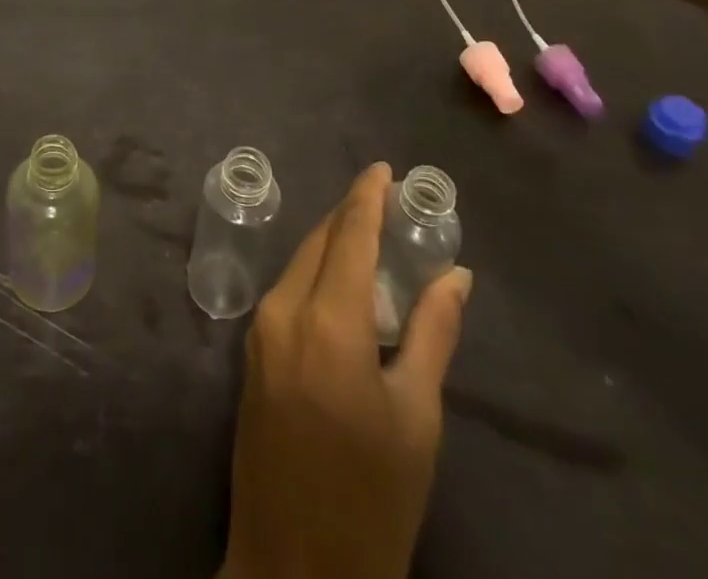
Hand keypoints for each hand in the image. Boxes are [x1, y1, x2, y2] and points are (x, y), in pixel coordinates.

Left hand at [222, 164, 471, 578]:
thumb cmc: (371, 497)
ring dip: (333, 244)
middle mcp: (282, 310)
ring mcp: (260, 331)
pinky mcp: (252, 353)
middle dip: (351, 216)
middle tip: (386, 201)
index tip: (383, 168)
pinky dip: (316, 274)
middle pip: (319, 242)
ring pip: (299, 264)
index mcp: (325, 321)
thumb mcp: (416, 417)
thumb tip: (455, 275)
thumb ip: (433, 334)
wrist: (294, 568)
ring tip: (372, 236)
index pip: (348, 237)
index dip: (366, 197)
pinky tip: (343, 285)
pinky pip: (288, 292)